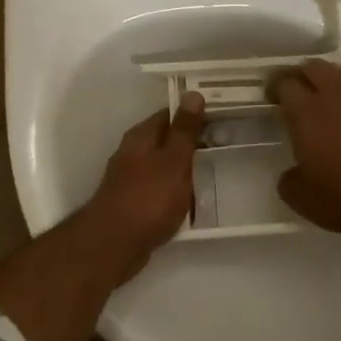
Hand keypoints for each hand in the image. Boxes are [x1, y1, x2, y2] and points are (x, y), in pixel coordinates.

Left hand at [79, 92, 206, 272]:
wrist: (114, 245)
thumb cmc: (148, 198)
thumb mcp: (173, 161)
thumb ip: (184, 130)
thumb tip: (193, 94)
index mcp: (141, 137)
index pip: (170, 114)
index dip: (194, 113)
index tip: (221, 116)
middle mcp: (133, 153)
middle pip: (167, 140)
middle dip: (192, 142)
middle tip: (226, 145)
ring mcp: (132, 180)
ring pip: (165, 166)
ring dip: (186, 168)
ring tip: (216, 172)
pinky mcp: (135, 204)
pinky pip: (162, 190)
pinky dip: (177, 192)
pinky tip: (194, 201)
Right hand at [269, 59, 340, 234]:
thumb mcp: (302, 198)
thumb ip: (290, 179)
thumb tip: (293, 173)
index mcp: (307, 112)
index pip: (285, 84)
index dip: (275, 86)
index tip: (272, 96)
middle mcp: (338, 94)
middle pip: (315, 68)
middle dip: (303, 75)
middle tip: (299, 91)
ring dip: (334, 81)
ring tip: (332, 98)